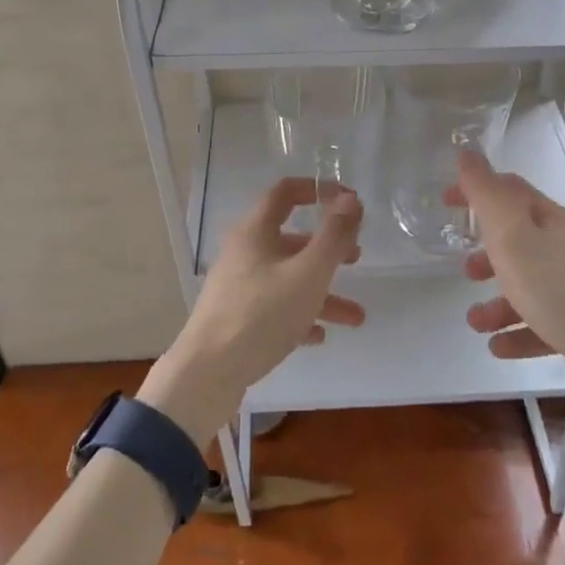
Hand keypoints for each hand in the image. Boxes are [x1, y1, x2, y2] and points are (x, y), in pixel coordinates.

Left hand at [138, 178, 364, 443]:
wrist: (208, 374)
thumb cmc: (261, 314)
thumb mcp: (308, 273)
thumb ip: (334, 236)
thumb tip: (351, 199)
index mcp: (255, 232)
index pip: (285, 192)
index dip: (318, 190)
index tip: (349, 202)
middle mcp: (244, 253)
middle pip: (291, 239)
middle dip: (327, 248)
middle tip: (357, 259)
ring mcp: (238, 287)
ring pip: (288, 279)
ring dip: (323, 292)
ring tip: (355, 317)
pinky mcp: (236, 318)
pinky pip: (275, 308)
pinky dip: (300, 315)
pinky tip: (318, 336)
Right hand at [450, 150, 564, 363]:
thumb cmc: (555, 287)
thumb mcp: (511, 234)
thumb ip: (486, 194)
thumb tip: (468, 153)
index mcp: (551, 220)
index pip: (510, 190)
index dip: (476, 191)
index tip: (445, 202)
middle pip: (520, 240)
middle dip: (487, 253)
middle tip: (464, 269)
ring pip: (529, 285)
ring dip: (496, 301)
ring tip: (475, 322)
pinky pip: (543, 322)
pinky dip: (518, 331)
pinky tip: (498, 346)